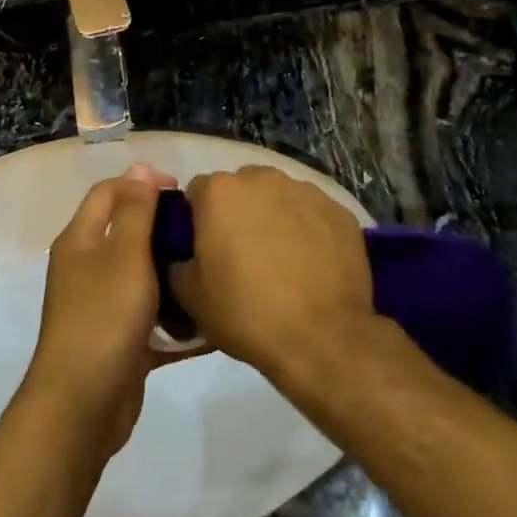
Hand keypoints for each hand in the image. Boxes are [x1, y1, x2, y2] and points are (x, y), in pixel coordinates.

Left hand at [24, 163, 181, 456]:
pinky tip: (209, 320)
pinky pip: (151, 318)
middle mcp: (86, 268)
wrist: (83, 404)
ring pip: (141, 276)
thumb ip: (134, 211)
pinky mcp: (119, 340)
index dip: (141, 183)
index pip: (108, 193)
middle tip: (202, 230)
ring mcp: (101, 306)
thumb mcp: (124, 255)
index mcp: (80, 241)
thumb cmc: (104, 318)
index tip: (181, 190)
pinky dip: (176, 317)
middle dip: (162, 227)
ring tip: (210, 268)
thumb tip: (138, 167)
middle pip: (126, 233)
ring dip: (172, 272)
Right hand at [168, 167, 374, 379]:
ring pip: (279, 197)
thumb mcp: (189, 296)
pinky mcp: (339, 210)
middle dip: (238, 213)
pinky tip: (312, 264)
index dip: (198, 221)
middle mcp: (262, 178)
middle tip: (242, 255)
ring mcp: (305, 191)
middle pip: (241, 188)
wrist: (322, 337)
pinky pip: (313, 213)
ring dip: (274, 217)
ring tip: (282, 260)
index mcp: (220, 192)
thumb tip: (184, 255)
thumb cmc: (246, 312)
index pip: (198, 193)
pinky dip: (309, 229)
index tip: (205, 250)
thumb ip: (177, 261)